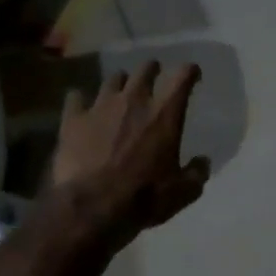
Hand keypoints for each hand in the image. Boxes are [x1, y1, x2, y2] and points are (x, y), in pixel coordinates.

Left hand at [52, 61, 210, 242]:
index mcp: (164, 114)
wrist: (92, 207)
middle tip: (154, 77)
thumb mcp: (181, 192)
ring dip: (120, 83)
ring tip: (120, 92)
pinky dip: (81, 101)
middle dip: (152, 70)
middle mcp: (133, 99)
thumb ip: (196, 173)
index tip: (192, 73)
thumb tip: (202, 162)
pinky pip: (76, 98)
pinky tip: (82, 108)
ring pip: (112, 79)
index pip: (182, 76)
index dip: (189, 71)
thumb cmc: (143, 197)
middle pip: (145, 69)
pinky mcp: (73, 119)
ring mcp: (100, 106)